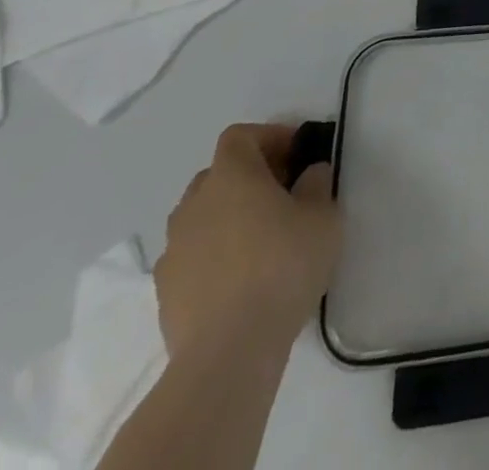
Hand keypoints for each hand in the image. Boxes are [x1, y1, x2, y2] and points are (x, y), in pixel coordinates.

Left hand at [156, 123, 340, 361]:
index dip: (268, 137)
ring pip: (201, 216)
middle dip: (249, 177)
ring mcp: (173, 250)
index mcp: (230, 176)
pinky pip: (192, 255)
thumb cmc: (283, 266)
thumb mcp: (323, 215)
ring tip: (261, 239)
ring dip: (228, 216)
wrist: (228, 352)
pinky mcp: (165, 292)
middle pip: (218, 174)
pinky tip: (240, 277)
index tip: (296, 154)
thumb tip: (309, 174)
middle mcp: (194, 205)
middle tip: (283, 193)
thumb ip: (317, 184)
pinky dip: (213, 254)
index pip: (239, 136)